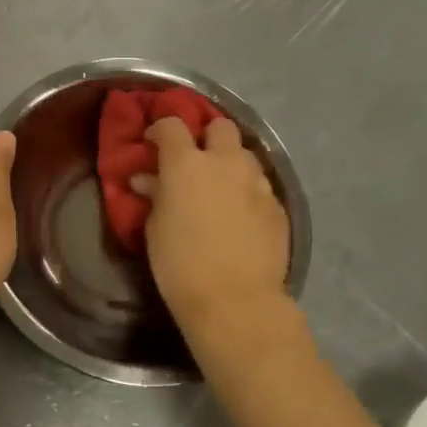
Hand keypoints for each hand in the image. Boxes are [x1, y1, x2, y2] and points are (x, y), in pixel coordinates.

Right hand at [132, 117, 288, 326]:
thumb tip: (148, 180)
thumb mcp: (155, 228)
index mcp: (186, 163)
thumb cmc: (180, 264)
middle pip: (221, 126)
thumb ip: (155, 195)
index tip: (153, 144)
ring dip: (231, 164)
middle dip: (207, 136)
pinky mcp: (278, 206)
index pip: (172, 125)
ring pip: (245, 155)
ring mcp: (256, 182)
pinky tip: (241, 217)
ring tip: (221, 189)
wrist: (235, 300)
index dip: (160, 129)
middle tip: (196, 160)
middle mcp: (225, 162)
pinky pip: (260, 187)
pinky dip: (248, 193)